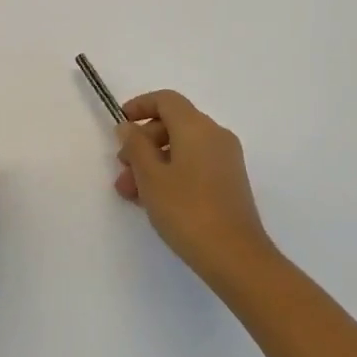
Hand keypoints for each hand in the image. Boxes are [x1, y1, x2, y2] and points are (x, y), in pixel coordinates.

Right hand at [115, 90, 276, 285]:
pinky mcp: (230, 181)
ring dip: (154, 162)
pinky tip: (155, 201)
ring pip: (182, 147)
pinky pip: (195, 164)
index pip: (166, 100)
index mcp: (197, 126)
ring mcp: (226, 159)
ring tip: (132, 193)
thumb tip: (129, 127)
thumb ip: (136, 146)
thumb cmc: (187, 210)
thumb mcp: (151, 177)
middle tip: (122, 169)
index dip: (140, 106)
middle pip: (173, 124)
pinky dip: (172, 172)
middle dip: (143, 143)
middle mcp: (215, 135)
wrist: (236, 256)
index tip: (120, 125)